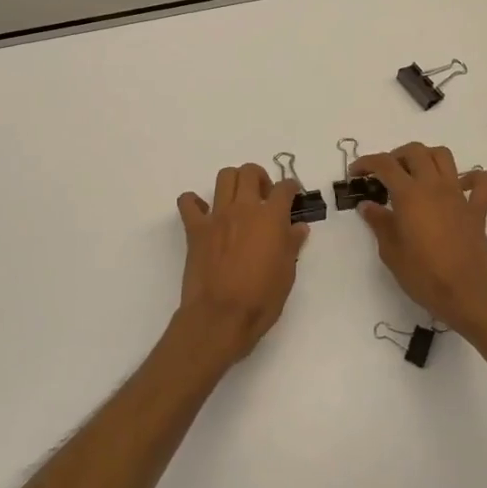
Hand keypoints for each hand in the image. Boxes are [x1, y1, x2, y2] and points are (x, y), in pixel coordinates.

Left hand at [174, 163, 308, 363]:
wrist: (220, 316)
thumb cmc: (261, 299)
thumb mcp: (286, 274)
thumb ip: (292, 245)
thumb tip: (298, 227)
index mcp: (271, 218)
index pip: (284, 188)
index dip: (290, 188)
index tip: (292, 194)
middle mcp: (244, 208)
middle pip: (250, 172)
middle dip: (260, 178)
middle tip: (263, 196)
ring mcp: (217, 216)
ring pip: (224, 177)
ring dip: (233, 182)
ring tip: (238, 199)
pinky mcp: (195, 228)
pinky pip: (188, 202)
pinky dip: (193, 202)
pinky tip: (203, 213)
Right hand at [351, 143, 486, 333]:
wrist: (467, 294)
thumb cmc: (423, 274)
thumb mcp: (390, 251)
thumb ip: (379, 223)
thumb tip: (368, 206)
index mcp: (409, 194)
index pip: (384, 164)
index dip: (366, 163)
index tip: (355, 173)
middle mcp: (434, 186)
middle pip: (415, 151)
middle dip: (396, 156)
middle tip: (385, 174)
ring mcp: (458, 195)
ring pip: (444, 156)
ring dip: (426, 157)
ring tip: (415, 174)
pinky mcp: (477, 209)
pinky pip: (481, 182)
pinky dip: (471, 177)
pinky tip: (458, 186)